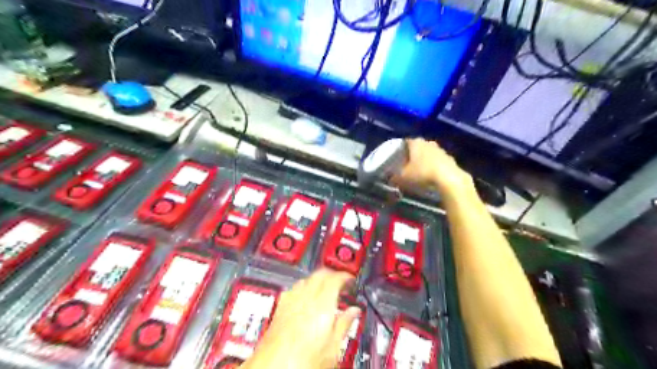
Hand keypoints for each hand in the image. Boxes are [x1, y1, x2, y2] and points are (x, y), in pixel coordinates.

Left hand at [242, 268, 358, 368]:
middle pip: (319, 274)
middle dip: (331, 274)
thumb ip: (344, 325)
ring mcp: (290, 302)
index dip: (344, 276)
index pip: (334, 279)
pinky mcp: (280, 308)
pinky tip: (306, 299)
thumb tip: (354, 311)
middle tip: (340, 282)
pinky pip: (294, 289)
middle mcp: (304, 299)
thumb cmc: (301, 363)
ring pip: (306, 279)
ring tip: (325, 290)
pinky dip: (303, 287)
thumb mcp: (332, 349)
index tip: (350, 279)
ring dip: (317, 279)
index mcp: (321, 306)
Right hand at [392, 136, 475, 195]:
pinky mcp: (450, 159)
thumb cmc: (422, 173)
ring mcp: (441, 150)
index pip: (404, 142)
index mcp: (415, 142)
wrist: (449, 179)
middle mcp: (428, 142)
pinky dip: (433, 168)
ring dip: (424, 161)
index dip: (399, 150)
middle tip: (406, 166)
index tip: (395, 158)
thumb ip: (394, 177)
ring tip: (418, 172)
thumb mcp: (403, 178)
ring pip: (428, 154)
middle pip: (417, 148)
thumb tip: (390, 178)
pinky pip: (438, 162)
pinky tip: (430, 177)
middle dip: (412, 156)